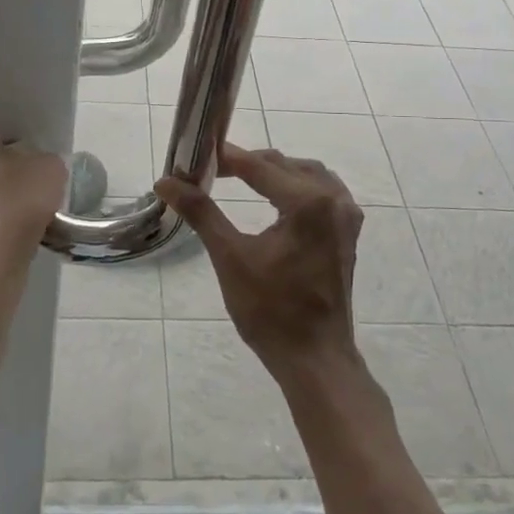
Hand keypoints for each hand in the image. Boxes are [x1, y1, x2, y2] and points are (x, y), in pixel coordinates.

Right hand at [155, 145, 362, 380]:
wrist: (315, 358)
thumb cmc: (270, 311)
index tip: (197, 155)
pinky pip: (322, 192)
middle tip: (212, 171)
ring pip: (307, 175)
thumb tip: (165, 182)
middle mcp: (334, 200)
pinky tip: (276, 198)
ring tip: (240, 178)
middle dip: (249, 164)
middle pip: (285, 166)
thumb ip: (201, 212)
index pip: (260, 166)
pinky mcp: (348, 233)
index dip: (227, 158)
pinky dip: (296, 187)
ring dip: (275, 173)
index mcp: (309, 202)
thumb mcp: (230, 257)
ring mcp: (346, 216)